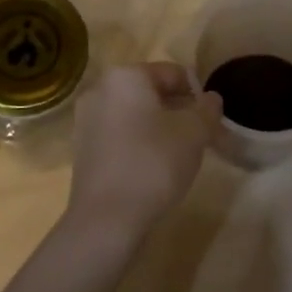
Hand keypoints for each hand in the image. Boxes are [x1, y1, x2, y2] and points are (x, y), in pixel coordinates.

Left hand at [67, 63, 221, 239]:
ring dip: (157, 126)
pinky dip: (137, 142)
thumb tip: (210, 99)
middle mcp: (100, 89)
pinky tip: (151, 167)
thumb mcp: (194, 132)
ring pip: (134, 114)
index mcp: (126, 76)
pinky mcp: (82, 148)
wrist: (107, 218)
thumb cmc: (153, 162)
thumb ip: (207, 109)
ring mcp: (86, 119)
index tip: (210, 120)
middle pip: (150, 92)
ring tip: (177, 154)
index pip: (172, 73)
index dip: (196, 93)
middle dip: (176, 110)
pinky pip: (118, 134)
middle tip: (197, 137)